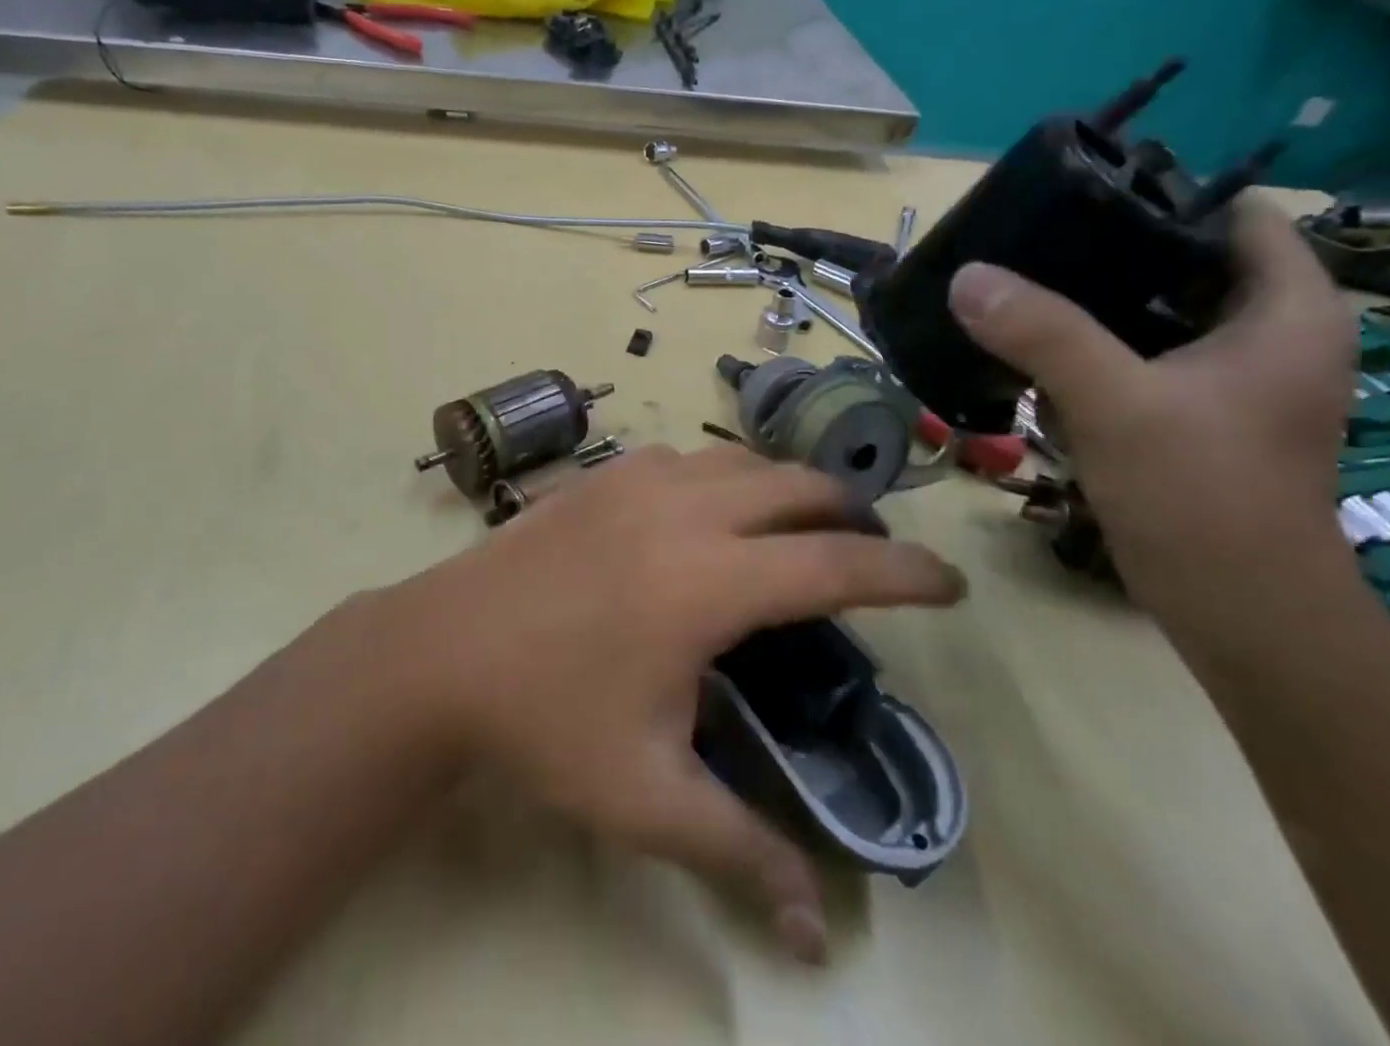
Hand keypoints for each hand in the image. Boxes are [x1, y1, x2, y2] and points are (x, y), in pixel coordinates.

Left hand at [373, 444, 964, 962]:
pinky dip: (722, 475)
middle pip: (796, 487)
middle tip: (871, 552)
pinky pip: (685, 457)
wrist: (439, 651)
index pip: (835, 565)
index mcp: (707, 582)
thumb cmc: (544, 722)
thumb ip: (738, 851)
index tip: (950, 583)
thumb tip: (814, 932)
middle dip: (850, 513)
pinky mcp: (600, 473)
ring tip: (799, 524)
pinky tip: (709, 510)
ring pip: (741, 460)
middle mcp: (683, 511)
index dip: (904, 573)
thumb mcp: (645, 797)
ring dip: (785, 485)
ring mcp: (636, 478)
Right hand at [946, 200, 1357, 618]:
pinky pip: (1136, 350)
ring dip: (1088, 296)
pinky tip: (1029, 340)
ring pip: (1152, 307)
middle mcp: (1267, 332)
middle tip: (1028, 235)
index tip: (1076, 191)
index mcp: (1287, 310)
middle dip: (1106, 244)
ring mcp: (1229, 374)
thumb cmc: (1201, 495)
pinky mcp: (1193, 409)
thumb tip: (966, 275)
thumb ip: (1042, 333)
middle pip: (1182, 257)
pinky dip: (1088, 341)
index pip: (1234, 212)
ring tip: (1017, 277)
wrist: (1235, 610)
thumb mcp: (1117, 404)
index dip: (1161, 191)